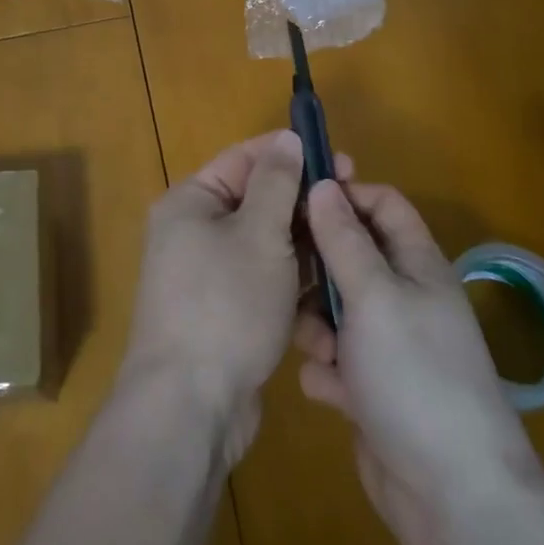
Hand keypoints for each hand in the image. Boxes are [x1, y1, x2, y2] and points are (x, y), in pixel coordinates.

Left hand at [123, 131, 352, 466]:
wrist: (191, 406)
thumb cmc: (226, 304)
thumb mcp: (259, 233)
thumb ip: (277, 182)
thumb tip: (287, 138)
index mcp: (191, 202)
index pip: (245, 159)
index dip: (291, 154)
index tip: (339, 159)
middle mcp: (193, 232)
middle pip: (257, 201)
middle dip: (303, 203)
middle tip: (353, 203)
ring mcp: (208, 276)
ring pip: (266, 244)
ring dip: (304, 246)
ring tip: (349, 246)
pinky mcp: (225, 313)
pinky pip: (264, 281)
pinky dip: (293, 282)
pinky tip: (331, 290)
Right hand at [294, 179, 543, 544]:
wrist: (453, 495)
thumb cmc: (415, 375)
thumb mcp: (374, 295)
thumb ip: (344, 239)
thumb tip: (323, 183)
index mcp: (416, 264)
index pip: (380, 204)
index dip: (343, 195)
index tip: (297, 201)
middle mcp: (403, 297)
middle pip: (349, 255)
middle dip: (317, 267)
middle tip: (287, 279)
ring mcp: (388, 345)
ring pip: (334, 309)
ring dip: (315, 324)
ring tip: (317, 349)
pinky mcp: (371, 388)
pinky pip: (334, 360)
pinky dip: (326, 371)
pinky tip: (328, 391)